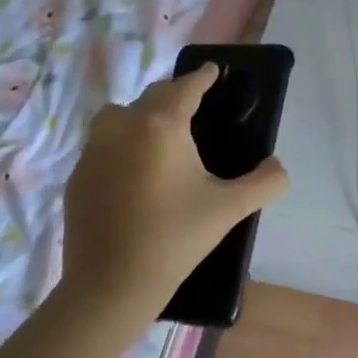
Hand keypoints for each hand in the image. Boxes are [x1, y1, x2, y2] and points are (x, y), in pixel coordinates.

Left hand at [61, 64, 288, 312]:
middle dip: (174, 94)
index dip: (202, 77)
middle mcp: (123, 128)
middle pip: (151, 96)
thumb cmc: (175, 238)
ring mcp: (94, 152)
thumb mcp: (230, 208)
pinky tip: (134, 171)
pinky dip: (120, 144)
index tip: (214, 71)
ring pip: (118, 115)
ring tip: (159, 135)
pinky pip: (102, 144)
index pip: (185, 88)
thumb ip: (264, 182)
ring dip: (140, 115)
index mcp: (161, 127)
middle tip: (194, 105)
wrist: (111, 286)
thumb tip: (279, 167)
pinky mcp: (77, 176)